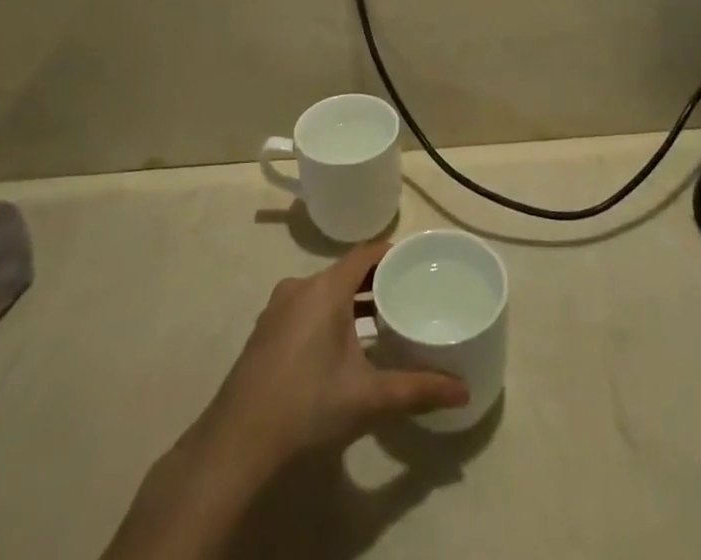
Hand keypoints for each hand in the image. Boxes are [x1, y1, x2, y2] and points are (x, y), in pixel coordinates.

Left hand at [193, 243, 467, 479]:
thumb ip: (417, 390)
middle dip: (377, 282)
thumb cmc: (307, 406)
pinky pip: (307, 309)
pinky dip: (330, 317)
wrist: (237, 446)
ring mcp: (278, 310)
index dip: (393, 253)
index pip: (365, 253)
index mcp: (325, 288)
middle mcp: (300, 287)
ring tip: (385, 322)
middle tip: (410, 295)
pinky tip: (345, 348)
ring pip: (325, 293)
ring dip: (353, 302)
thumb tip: (463, 390)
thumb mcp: (369, 399)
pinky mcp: (266, 334)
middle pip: (346, 272)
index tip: (419, 263)